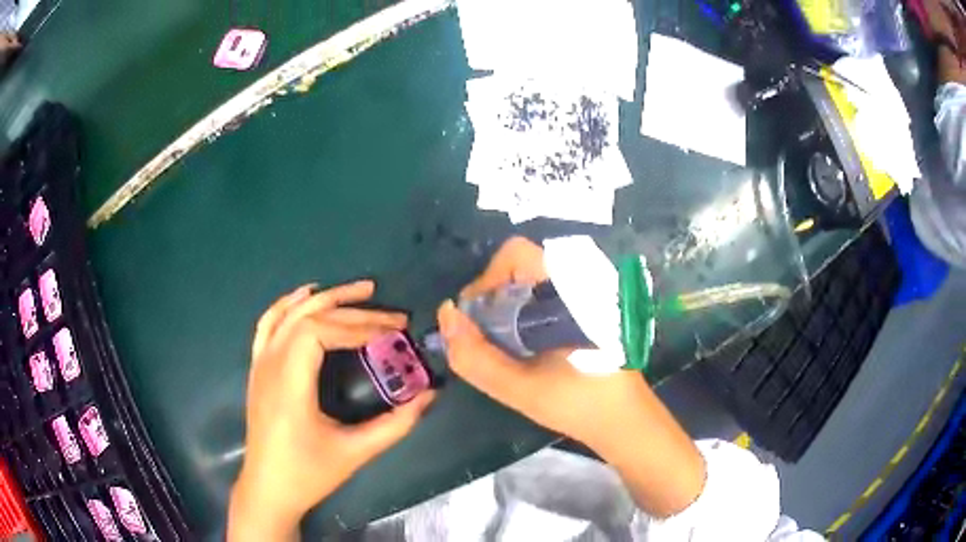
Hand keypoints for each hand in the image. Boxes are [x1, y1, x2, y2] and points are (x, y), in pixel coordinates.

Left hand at [229, 281, 434, 540]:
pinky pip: (269, 324)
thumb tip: (429, 396)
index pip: (320, 331)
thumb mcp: (356, 452)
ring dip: (325, 297)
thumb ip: (395, 424)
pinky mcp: (258, 368)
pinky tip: (306, 296)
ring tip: (361, 290)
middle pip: (309, 317)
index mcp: (289, 384)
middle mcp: (270, 364)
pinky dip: (289, 304)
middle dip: (354, 311)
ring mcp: (260, 363)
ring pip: (289, 313)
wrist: (268, 489)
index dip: (360, 326)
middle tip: (393, 315)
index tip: (394, 334)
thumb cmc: (308, 474)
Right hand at [446, 236, 647, 448]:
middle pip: (519, 267)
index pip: (515, 255)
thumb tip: (447, 316)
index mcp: (570, 289)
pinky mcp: (588, 309)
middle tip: (487, 338)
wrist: (624, 420)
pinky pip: (544, 296)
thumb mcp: (519, 388)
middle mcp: (580, 280)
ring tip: (504, 347)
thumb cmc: (579, 404)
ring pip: (530, 282)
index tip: (477, 322)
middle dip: (493, 298)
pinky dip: (524, 315)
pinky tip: (526, 348)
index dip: (487, 281)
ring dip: (507, 309)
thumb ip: (475, 356)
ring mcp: (587, 293)